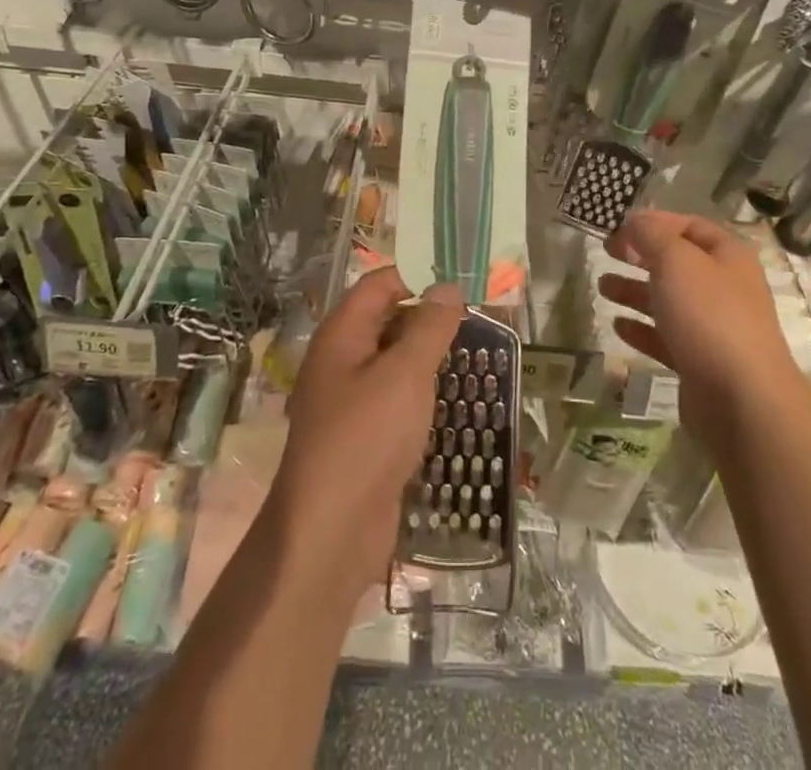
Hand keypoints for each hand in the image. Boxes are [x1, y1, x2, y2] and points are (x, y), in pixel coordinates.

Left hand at [265, 268, 462, 605]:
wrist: (331, 534)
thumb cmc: (366, 438)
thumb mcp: (405, 374)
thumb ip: (429, 327)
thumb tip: (448, 286)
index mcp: (342, 335)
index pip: (380, 285)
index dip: (417, 276)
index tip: (462, 279)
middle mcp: (342, 360)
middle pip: (387, 320)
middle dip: (429, 317)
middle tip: (480, 317)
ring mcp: (351, 400)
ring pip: (394, 362)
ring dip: (429, 356)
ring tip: (477, 353)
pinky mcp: (365, 436)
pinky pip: (396, 399)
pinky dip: (423, 393)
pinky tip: (455, 399)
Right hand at [600, 211, 799, 436]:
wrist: (742, 399)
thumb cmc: (709, 315)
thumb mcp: (676, 260)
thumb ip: (651, 235)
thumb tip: (634, 221)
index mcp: (727, 256)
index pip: (689, 225)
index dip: (654, 222)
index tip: (619, 226)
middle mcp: (724, 287)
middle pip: (677, 263)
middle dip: (640, 256)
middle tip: (606, 252)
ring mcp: (713, 327)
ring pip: (668, 300)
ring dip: (634, 291)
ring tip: (603, 288)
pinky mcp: (700, 362)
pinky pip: (666, 337)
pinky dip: (641, 329)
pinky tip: (618, 326)